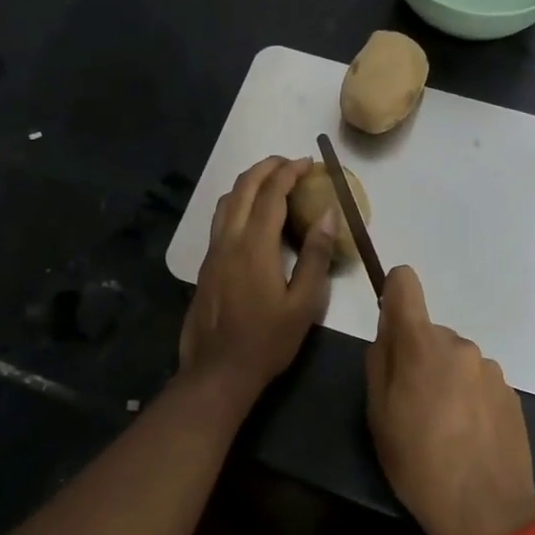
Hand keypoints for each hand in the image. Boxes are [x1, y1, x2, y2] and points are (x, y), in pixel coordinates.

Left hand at [180, 157, 335, 395]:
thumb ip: (317, 256)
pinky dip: (237, 202)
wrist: (217, 372)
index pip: (271, 193)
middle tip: (290, 164)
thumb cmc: (267, 341)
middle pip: (243, 187)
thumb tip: (328, 213)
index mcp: (255, 245)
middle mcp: (229, 240)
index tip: (308, 162)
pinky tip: (252, 216)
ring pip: (226, 201)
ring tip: (271, 183)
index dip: (289, 172)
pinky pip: (220, 219)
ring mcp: (212, 252)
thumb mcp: (304, 303)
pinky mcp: (205, 265)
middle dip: (267, 167)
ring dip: (248, 183)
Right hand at [365, 266, 534, 534]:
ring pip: (455, 359)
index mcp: (422, 343)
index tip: (390, 325)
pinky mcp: (510, 391)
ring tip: (444, 427)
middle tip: (412, 404)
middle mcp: (459, 343)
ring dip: (446, 378)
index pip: (406, 283)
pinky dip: (469, 397)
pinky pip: (478, 380)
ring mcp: (490, 367)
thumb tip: (388, 332)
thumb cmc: (418, 462)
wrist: (487, 510)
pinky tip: (468, 435)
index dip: (393, 293)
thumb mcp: (378, 415)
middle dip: (419, 356)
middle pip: (429, 333)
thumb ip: (379, 362)